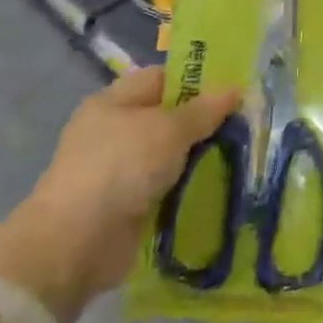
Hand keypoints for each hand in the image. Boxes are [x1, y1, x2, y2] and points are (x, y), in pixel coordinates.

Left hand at [0, 69, 237, 322]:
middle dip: (204, 122)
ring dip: (199, 158)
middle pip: (168, 118)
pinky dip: (188, 188)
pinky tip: (220, 187)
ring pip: (169, 155)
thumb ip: (203, 110)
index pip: (162, 78)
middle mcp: (113, 132)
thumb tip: (234, 88)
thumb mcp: (168, 130)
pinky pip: (166, 188)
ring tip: (242, 155)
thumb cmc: (121, 167)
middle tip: (246, 123)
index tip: (233, 89)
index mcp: (114, 102)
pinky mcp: (127, 206)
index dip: (197, 80)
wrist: (77, 243)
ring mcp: (118, 171)